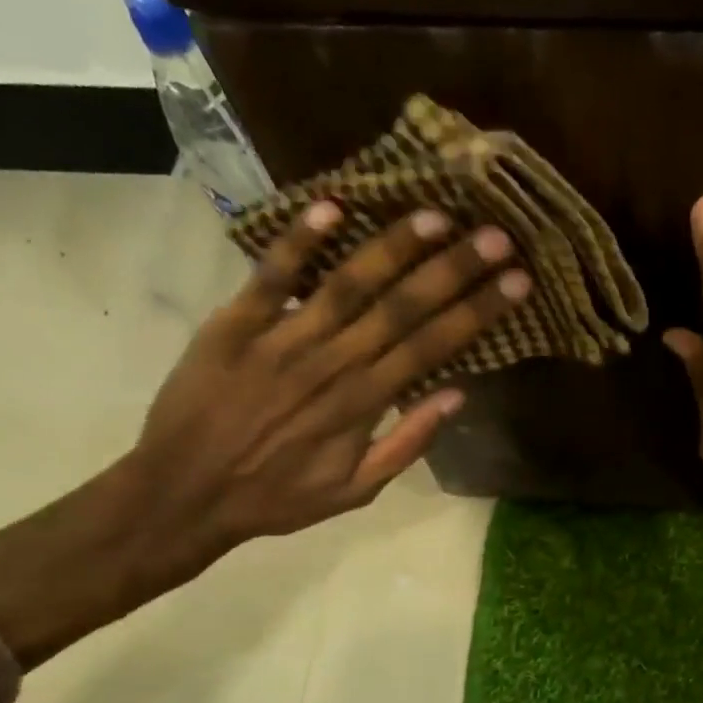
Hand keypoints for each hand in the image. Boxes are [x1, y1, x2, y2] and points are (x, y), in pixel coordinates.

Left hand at [0, 201, 526, 669]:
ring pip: (347, 284)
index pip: (433, 347)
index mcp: (363, 404)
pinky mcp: (233, 324)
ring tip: (436, 215)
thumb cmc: (277, 497)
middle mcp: (331, 364)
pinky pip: (270, 277)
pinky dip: (298, 241)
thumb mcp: (354, 491)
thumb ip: (406, 444)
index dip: (478, 312)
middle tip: (497, 234)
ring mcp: (281, 340)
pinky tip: (332, 204)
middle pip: (402, 308)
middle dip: (455, 270)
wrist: (184, 493)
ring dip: (393, 247)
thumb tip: (457, 396)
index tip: (517, 281)